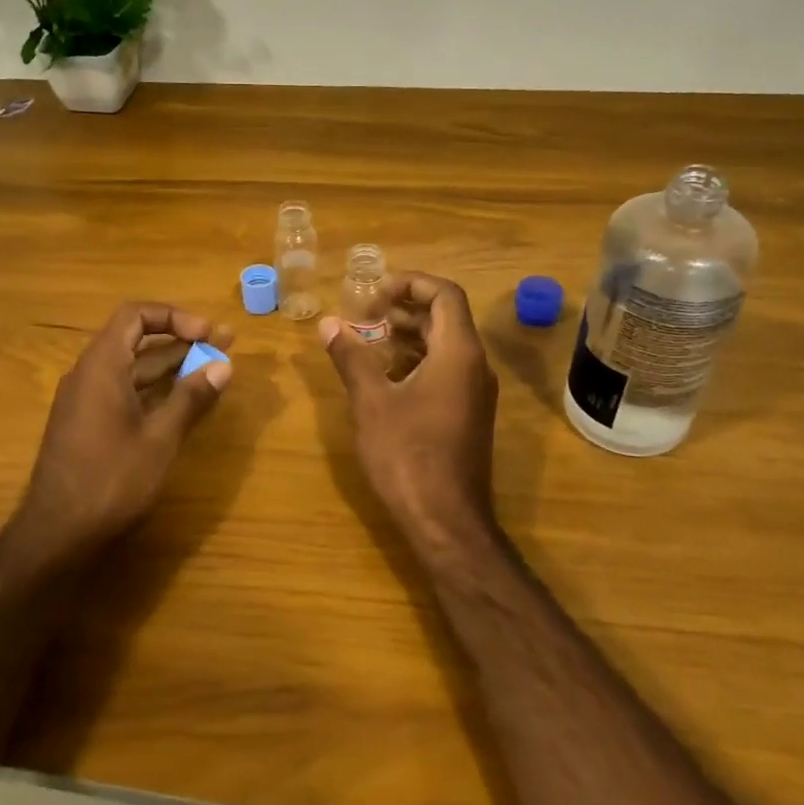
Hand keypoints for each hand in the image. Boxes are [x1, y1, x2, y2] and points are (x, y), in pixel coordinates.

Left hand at [10, 302, 232, 564]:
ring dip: (170, 365)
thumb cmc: (110, 479)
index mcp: (102, 366)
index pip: (135, 315)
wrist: (57, 532)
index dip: (174, 317)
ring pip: (131, 367)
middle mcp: (88, 374)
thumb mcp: (160, 438)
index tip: (207, 334)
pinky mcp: (86, 423)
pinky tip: (182, 401)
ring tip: (212, 368)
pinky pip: (123, 390)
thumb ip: (191, 397)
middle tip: (223, 344)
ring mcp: (84, 400)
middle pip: (136, 339)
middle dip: (181, 340)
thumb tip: (223, 365)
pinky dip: (153, 389)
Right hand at [318, 272, 498, 547]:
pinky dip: (417, 360)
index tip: (373, 293)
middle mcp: (475, 365)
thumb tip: (328, 323)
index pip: (444, 294)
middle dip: (405, 308)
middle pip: (446, 317)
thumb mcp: (371, 402)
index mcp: (458, 353)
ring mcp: (475, 392)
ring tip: (369, 340)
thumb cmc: (407, 455)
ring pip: (446, 345)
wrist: (445, 521)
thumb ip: (351, 357)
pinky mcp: (468, 414)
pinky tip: (385, 376)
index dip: (410, 283)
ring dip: (409, 335)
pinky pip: (446, 370)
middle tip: (364, 314)